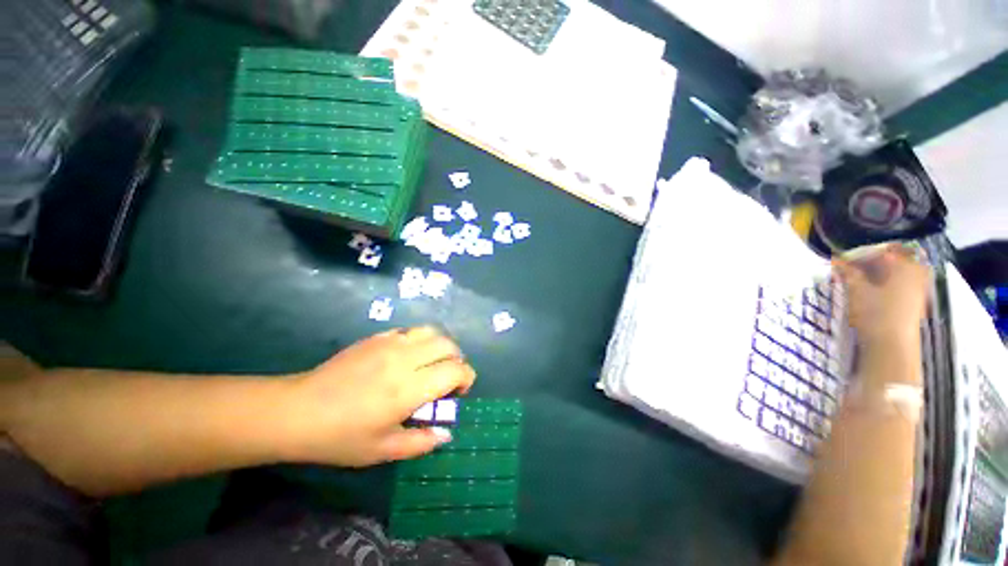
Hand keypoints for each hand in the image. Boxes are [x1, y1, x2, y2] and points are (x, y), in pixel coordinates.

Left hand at [281, 327, 474, 466]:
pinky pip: (409, 331)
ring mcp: (389, 343)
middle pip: (448, 345)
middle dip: (457, 360)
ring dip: (440, 346)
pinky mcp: (376, 337)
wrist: (297, 411)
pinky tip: (407, 358)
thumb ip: (420, 442)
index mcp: (409, 388)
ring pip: (431, 331)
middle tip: (446, 379)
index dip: (466, 378)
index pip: (455, 370)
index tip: (459, 393)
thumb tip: (445, 433)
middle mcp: (405, 359)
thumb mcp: (382, 450)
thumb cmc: (340, 437)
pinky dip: (419, 341)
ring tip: (431, 364)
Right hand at [833, 245, 930, 346]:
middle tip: (850, 267)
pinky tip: (870, 290)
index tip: (842, 259)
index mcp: (904, 265)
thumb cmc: (875, 313)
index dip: (860, 253)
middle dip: (870, 262)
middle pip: (892, 259)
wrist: (892, 346)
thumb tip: (837, 259)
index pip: (881, 250)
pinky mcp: (914, 301)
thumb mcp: (857, 290)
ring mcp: (918, 288)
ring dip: (877, 272)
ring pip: (896, 272)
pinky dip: (884, 282)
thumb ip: (848, 272)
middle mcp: (915, 273)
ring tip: (857, 279)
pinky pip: (899, 283)